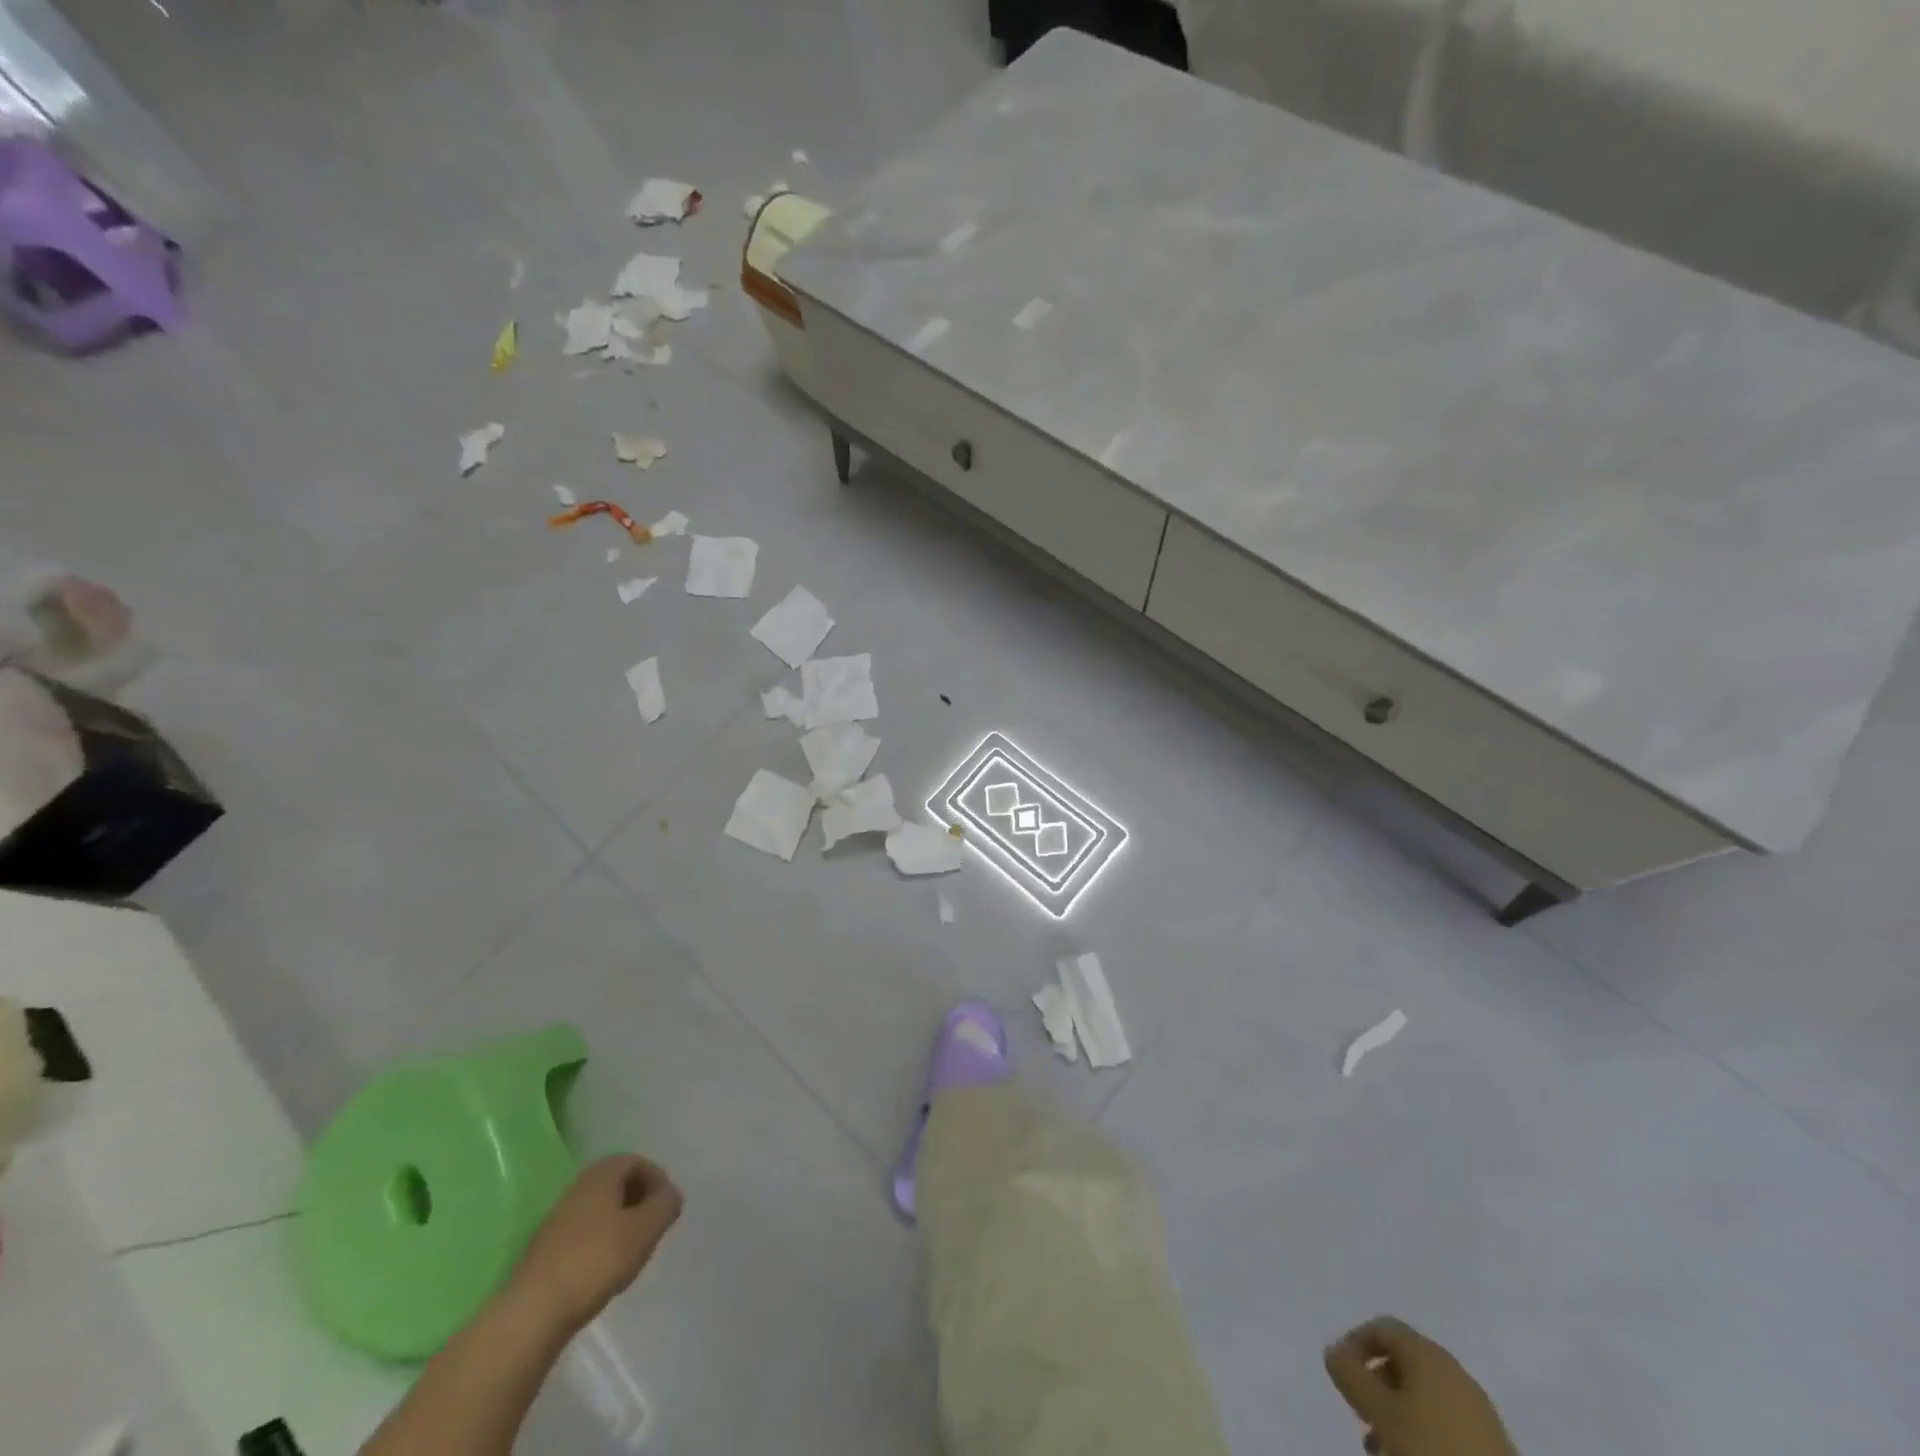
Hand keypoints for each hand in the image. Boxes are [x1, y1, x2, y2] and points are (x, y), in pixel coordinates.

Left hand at [507, 1156, 683, 1336]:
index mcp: (601, 1174)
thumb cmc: (596, 1261)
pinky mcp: (545, 1249)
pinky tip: (604, 1270)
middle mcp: (578, 1187)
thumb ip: (665, 1205)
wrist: (532, 1313)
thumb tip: (671, 1194)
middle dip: (640, 1201)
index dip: (657, 1180)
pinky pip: (583, 1232)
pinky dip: (600, 1242)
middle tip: (652, 1228)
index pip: (636, 1161)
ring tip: (631, 1252)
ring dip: (621, 1223)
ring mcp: (557, 1219)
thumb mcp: (645, 1230)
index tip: (666, 1208)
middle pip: (617, 1183)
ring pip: (600, 1209)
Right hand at [1324, 1317, 1515, 1455]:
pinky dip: (1423, 1429)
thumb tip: (1334, 1349)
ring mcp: (1478, 1407)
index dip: (1355, 1343)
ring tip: (1382, 1444)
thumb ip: (1351, 1374)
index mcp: (1428, 1353)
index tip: (1342, 1375)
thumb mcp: (1379, 1411)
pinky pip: (1446, 1420)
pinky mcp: (1493, 1442)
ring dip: (1397, 1411)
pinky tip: (1414, 1453)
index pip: (1382, 1326)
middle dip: (1376, 1384)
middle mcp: (1454, 1370)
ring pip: (1424, 1395)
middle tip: (1361, 1413)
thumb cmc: (1430, 1448)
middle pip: (1404, 1361)